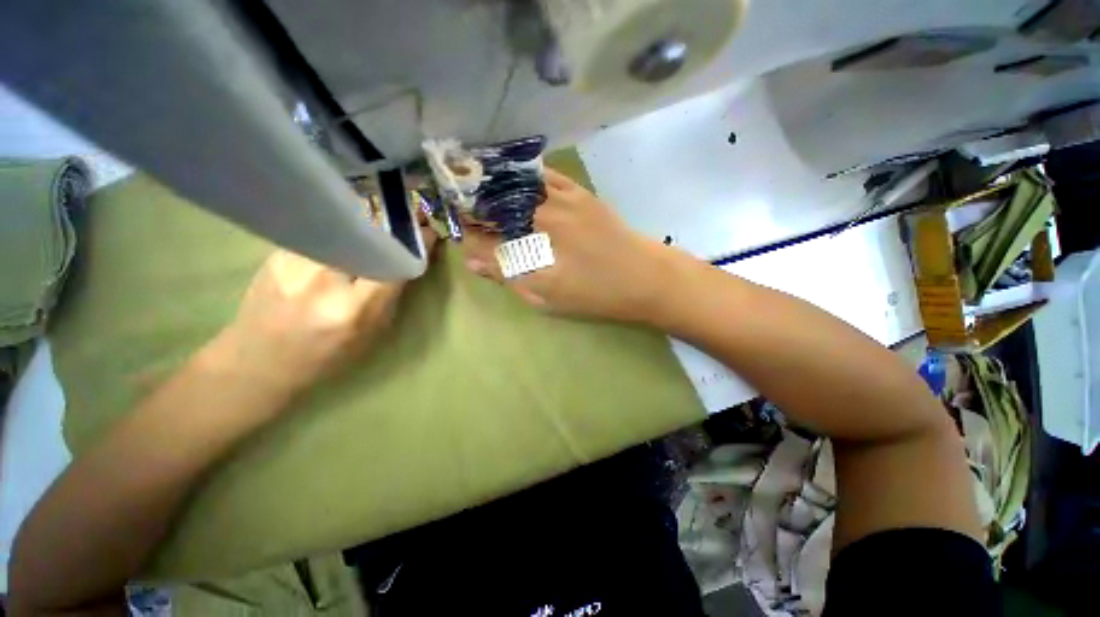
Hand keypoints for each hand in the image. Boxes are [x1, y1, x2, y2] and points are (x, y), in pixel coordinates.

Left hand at [218, 230, 436, 393]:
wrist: (259, 361)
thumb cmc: (327, 355)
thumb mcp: (373, 332)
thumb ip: (391, 293)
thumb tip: (410, 258)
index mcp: (354, 309)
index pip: (394, 262)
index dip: (416, 243)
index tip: (428, 230)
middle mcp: (323, 279)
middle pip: (367, 234)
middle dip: (392, 221)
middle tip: (408, 214)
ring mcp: (294, 261)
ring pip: (342, 226)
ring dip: (366, 221)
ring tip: (378, 221)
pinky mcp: (275, 252)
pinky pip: (319, 231)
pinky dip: (339, 228)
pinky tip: (344, 232)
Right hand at [462, 168, 682, 323]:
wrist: (645, 276)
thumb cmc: (596, 295)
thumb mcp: (549, 298)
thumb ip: (510, 277)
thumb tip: (473, 260)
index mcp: (533, 248)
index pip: (485, 237)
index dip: (466, 235)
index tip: (457, 234)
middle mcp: (542, 217)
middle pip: (495, 205)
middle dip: (473, 206)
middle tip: (460, 209)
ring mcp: (561, 198)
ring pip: (514, 185)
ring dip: (491, 186)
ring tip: (475, 188)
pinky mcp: (578, 191)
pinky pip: (542, 174)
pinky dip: (521, 174)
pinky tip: (510, 177)